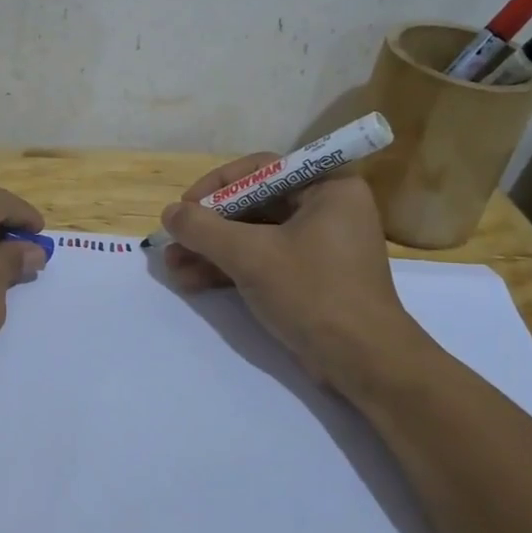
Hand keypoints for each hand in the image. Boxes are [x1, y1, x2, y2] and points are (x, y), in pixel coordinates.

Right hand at [161, 155, 427, 382]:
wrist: (363, 362)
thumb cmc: (312, 293)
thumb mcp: (251, 255)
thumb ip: (204, 229)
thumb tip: (168, 212)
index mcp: (328, 187)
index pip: (260, 170)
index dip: (215, 187)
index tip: (184, 208)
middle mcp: (327, 208)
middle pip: (253, 205)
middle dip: (209, 227)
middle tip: (173, 241)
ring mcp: (319, 245)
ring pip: (254, 236)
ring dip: (212, 250)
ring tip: (172, 267)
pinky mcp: (310, 276)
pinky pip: (263, 260)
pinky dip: (230, 268)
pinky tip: (192, 281)